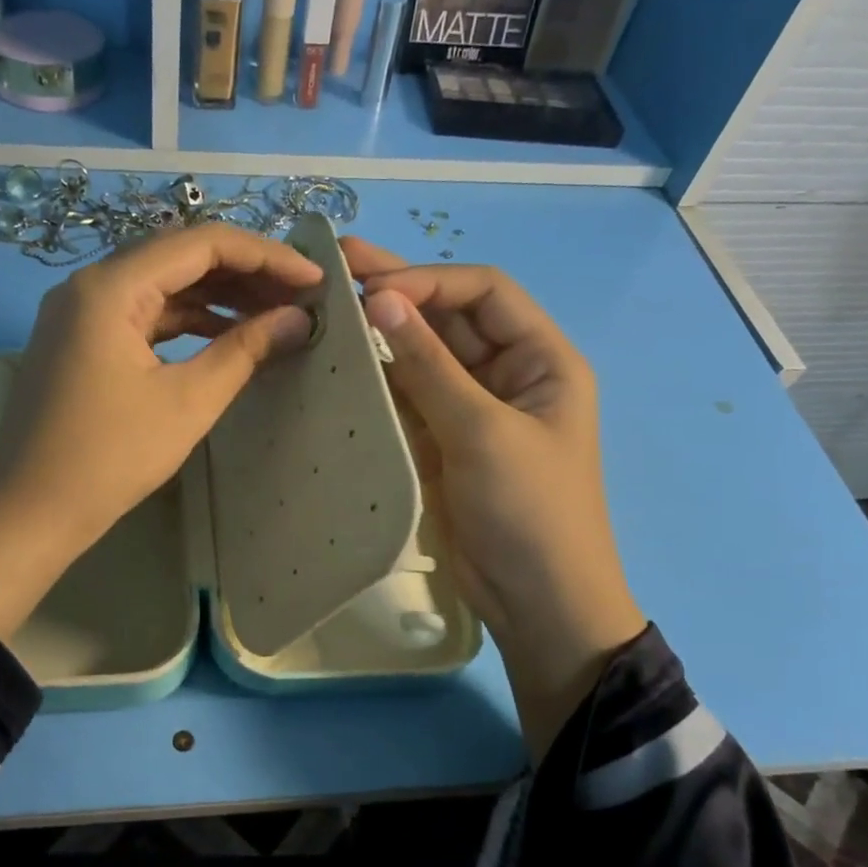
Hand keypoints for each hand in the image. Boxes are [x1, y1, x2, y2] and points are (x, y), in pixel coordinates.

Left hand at [0, 224, 322, 639]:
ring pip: (162, 285)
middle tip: (299, 296)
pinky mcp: (82, 341)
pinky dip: (187, 321)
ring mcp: (82, 313)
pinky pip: (144, 315)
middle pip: (179, 256)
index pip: (201, 243)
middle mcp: (91, 285)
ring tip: (273, 314)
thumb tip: (298, 319)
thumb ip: (245, 351)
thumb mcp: (188, 403)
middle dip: (244, 272)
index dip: (266, 255)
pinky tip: (226, 335)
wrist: (29, 511)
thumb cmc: (109, 458)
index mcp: (110, 287)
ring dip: (218, 296)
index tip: (314, 278)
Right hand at [343, 237, 645, 760]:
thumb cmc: (528, 511)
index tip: (372, 290)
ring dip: (383, 334)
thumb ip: (431, 366)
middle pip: (450, 318)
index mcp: (541, 359)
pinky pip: (408, 398)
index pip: (484, 293)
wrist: (536, 602)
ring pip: (424, 357)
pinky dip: (378, 381)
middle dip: (399, 292)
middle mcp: (507, 374)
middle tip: (336, 264)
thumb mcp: (483, 432)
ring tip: (326, 307)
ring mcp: (471, 410)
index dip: (429, 281)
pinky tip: (340, 364)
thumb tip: (381, 300)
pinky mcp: (442, 443)